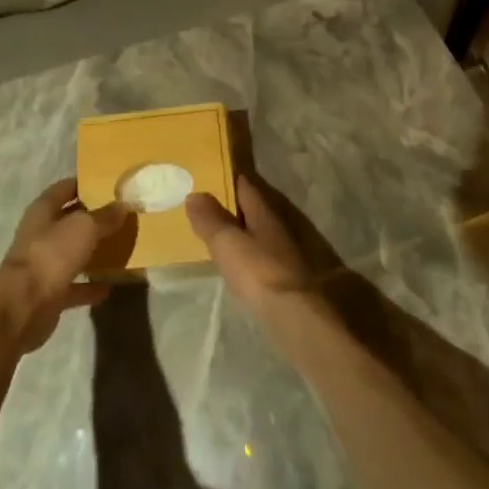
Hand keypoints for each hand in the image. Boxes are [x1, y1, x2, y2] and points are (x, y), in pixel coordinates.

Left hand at [0, 179, 133, 351]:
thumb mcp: (84, 228)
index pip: (64, 188)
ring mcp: (43, 264)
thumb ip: (104, 216)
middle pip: (68, 221)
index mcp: (43, 210)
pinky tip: (109, 286)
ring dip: (91, 252)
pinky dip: (89, 286)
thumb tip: (123, 205)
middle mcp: (40, 234)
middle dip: (92, 218)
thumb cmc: (51, 254)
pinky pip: (74, 286)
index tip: (109, 184)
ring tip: (119, 248)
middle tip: (121, 215)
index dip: (84, 184)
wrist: (23, 306)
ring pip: (71, 253)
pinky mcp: (48, 293)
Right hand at [185, 174, 312, 319]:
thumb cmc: (258, 270)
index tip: (210, 174)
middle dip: (234, 205)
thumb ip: (210, 219)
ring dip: (242, 231)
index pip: (246, 185)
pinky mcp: (285, 279)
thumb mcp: (227, 242)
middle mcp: (277, 227)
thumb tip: (195, 194)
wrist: (293, 314)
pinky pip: (261, 256)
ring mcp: (284, 253)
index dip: (229, 178)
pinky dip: (248, 254)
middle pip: (254, 209)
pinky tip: (238, 263)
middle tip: (208, 203)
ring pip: (259, 233)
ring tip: (219, 233)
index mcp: (263, 212)